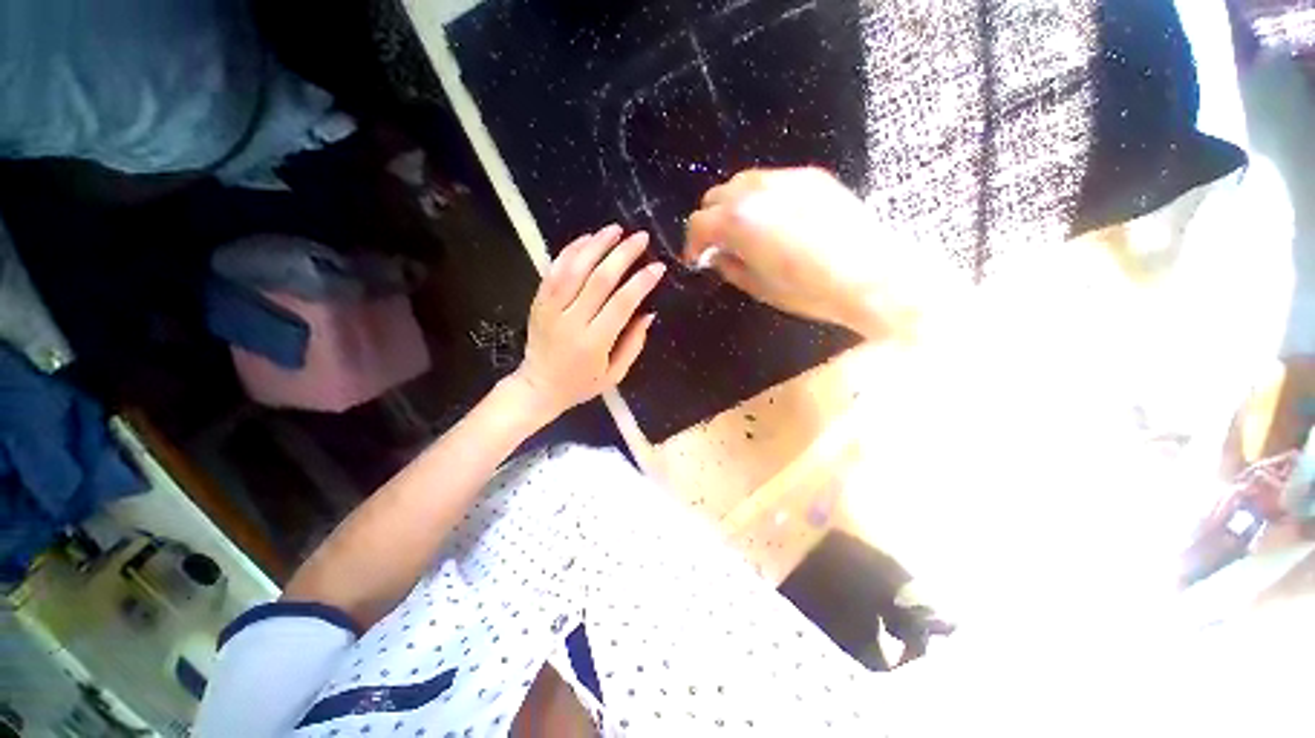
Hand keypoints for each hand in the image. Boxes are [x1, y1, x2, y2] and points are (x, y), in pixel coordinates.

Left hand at [512, 224, 664, 420]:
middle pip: (599, 279)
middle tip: (641, 238)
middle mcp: (571, 321)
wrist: (538, 387)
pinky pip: (554, 270)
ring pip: (574, 268)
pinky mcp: (538, 301)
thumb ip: (633, 344)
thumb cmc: (580, 383)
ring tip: (616, 229)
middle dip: (623, 254)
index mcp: (594, 342)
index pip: (621, 303)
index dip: (641, 282)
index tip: (658, 266)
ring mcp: (551, 309)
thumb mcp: (614, 374)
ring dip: (596, 245)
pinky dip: (570, 251)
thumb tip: (648, 313)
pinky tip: (587, 239)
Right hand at [685, 167, 938, 338]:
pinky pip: (772, 181)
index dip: (693, 243)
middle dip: (711, 221)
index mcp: (738, 221)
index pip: (699, 223)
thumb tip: (716, 255)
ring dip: (735, 206)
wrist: (870, 276)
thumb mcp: (758, 287)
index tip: (698, 258)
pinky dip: (762, 199)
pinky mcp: (810, 177)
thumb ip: (730, 266)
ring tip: (747, 230)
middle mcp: (756, 191)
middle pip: (716, 197)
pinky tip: (776, 220)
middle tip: (720, 244)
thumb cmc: (809, 291)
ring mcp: (785, 179)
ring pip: (742, 183)